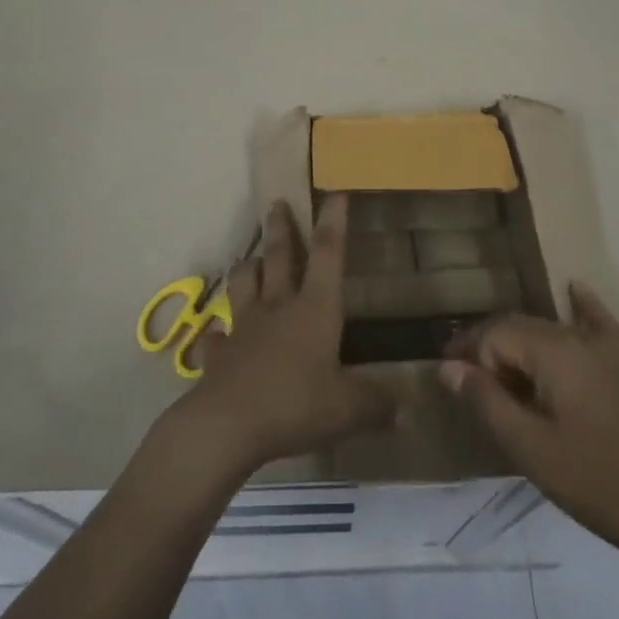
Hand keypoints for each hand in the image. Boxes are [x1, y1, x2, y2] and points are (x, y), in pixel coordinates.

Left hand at [176, 193, 394, 475]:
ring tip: (249, 261)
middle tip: (277, 203)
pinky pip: (216, 338)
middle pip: (278, 256)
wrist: (228, 426)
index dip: (333, 221)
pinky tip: (218, 336)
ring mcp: (244, 327)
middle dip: (280, 227)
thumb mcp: (347, 410)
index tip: (335, 192)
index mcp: (314, 308)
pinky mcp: (218, 354)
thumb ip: (375, 405)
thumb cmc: (295, 405)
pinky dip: (217, 335)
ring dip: (247, 268)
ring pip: (243, 283)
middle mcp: (278, 306)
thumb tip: (403, 410)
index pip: (328, 253)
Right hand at [440, 282, 618, 552]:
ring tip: (494, 372)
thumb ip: (487, 401)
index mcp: (552, 351)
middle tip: (464, 384)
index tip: (452, 386)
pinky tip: (573, 289)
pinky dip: (581, 306)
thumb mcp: (529, 447)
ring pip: (546, 329)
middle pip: (517, 327)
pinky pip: (595, 323)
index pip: (494, 335)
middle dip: (487, 349)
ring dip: (516, 343)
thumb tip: (448, 366)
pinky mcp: (618, 367)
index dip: (470, 358)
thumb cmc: (593, 481)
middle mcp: (574, 337)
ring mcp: (600, 350)